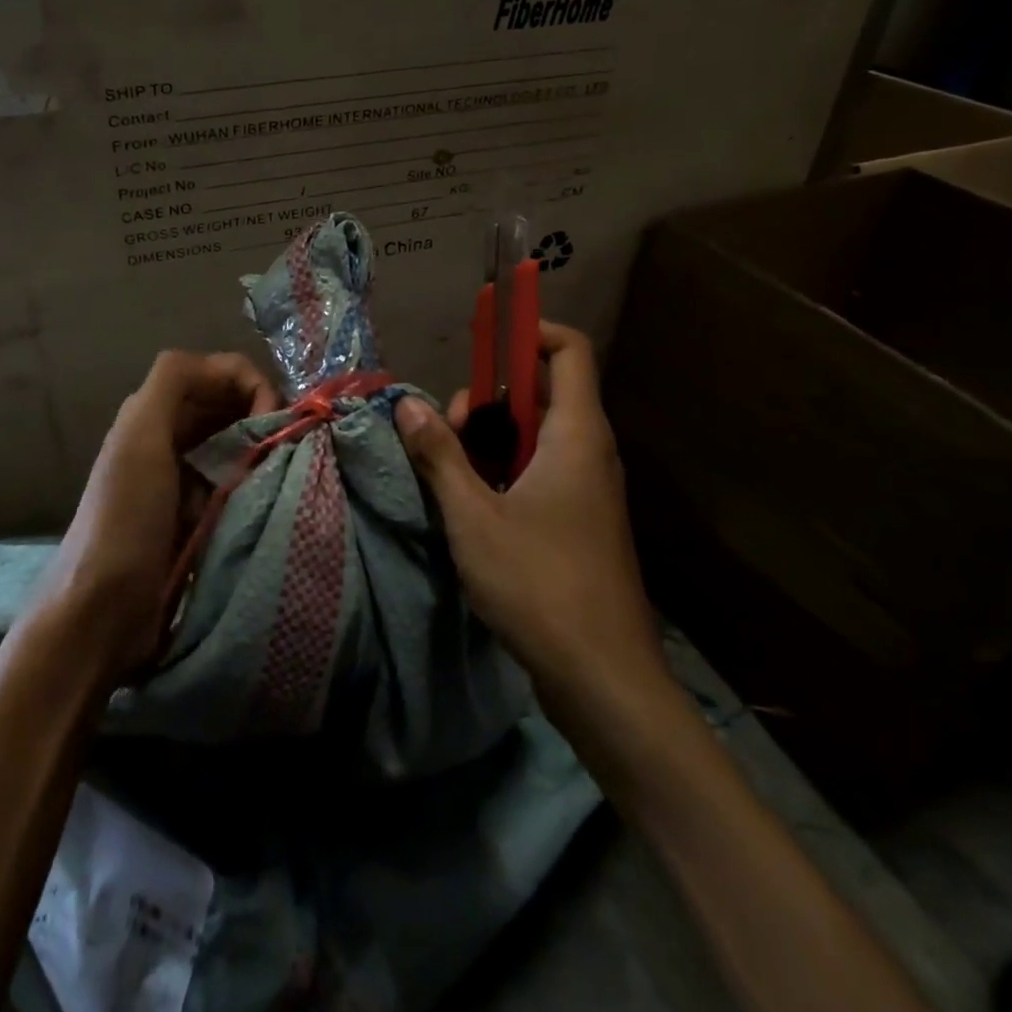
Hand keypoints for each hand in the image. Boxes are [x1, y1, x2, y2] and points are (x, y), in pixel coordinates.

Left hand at [27, 351, 279, 684]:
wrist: (101, 611)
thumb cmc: (125, 518)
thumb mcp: (141, 438)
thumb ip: (173, 383)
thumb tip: (232, 369)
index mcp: (154, 412)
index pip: (218, 373)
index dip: (251, 384)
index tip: (276, 420)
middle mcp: (170, 437)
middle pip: (230, 405)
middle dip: (264, 414)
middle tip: (289, 444)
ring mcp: (185, 479)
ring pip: (238, 443)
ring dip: (263, 448)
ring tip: (285, 468)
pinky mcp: (199, 516)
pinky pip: (237, 483)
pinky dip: (257, 481)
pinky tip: (270, 494)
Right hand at [393, 321, 666, 702]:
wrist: (603, 679)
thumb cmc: (539, 585)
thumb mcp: (474, 516)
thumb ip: (440, 455)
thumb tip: (408, 406)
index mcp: (576, 435)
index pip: (568, 350)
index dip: (529, 331)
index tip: (481, 341)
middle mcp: (589, 451)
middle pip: (542, 391)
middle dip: (488, 397)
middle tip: (447, 431)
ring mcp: (588, 488)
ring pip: (536, 435)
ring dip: (490, 439)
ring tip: (450, 472)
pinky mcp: (580, 521)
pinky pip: (540, 470)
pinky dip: (504, 470)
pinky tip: (471, 505)